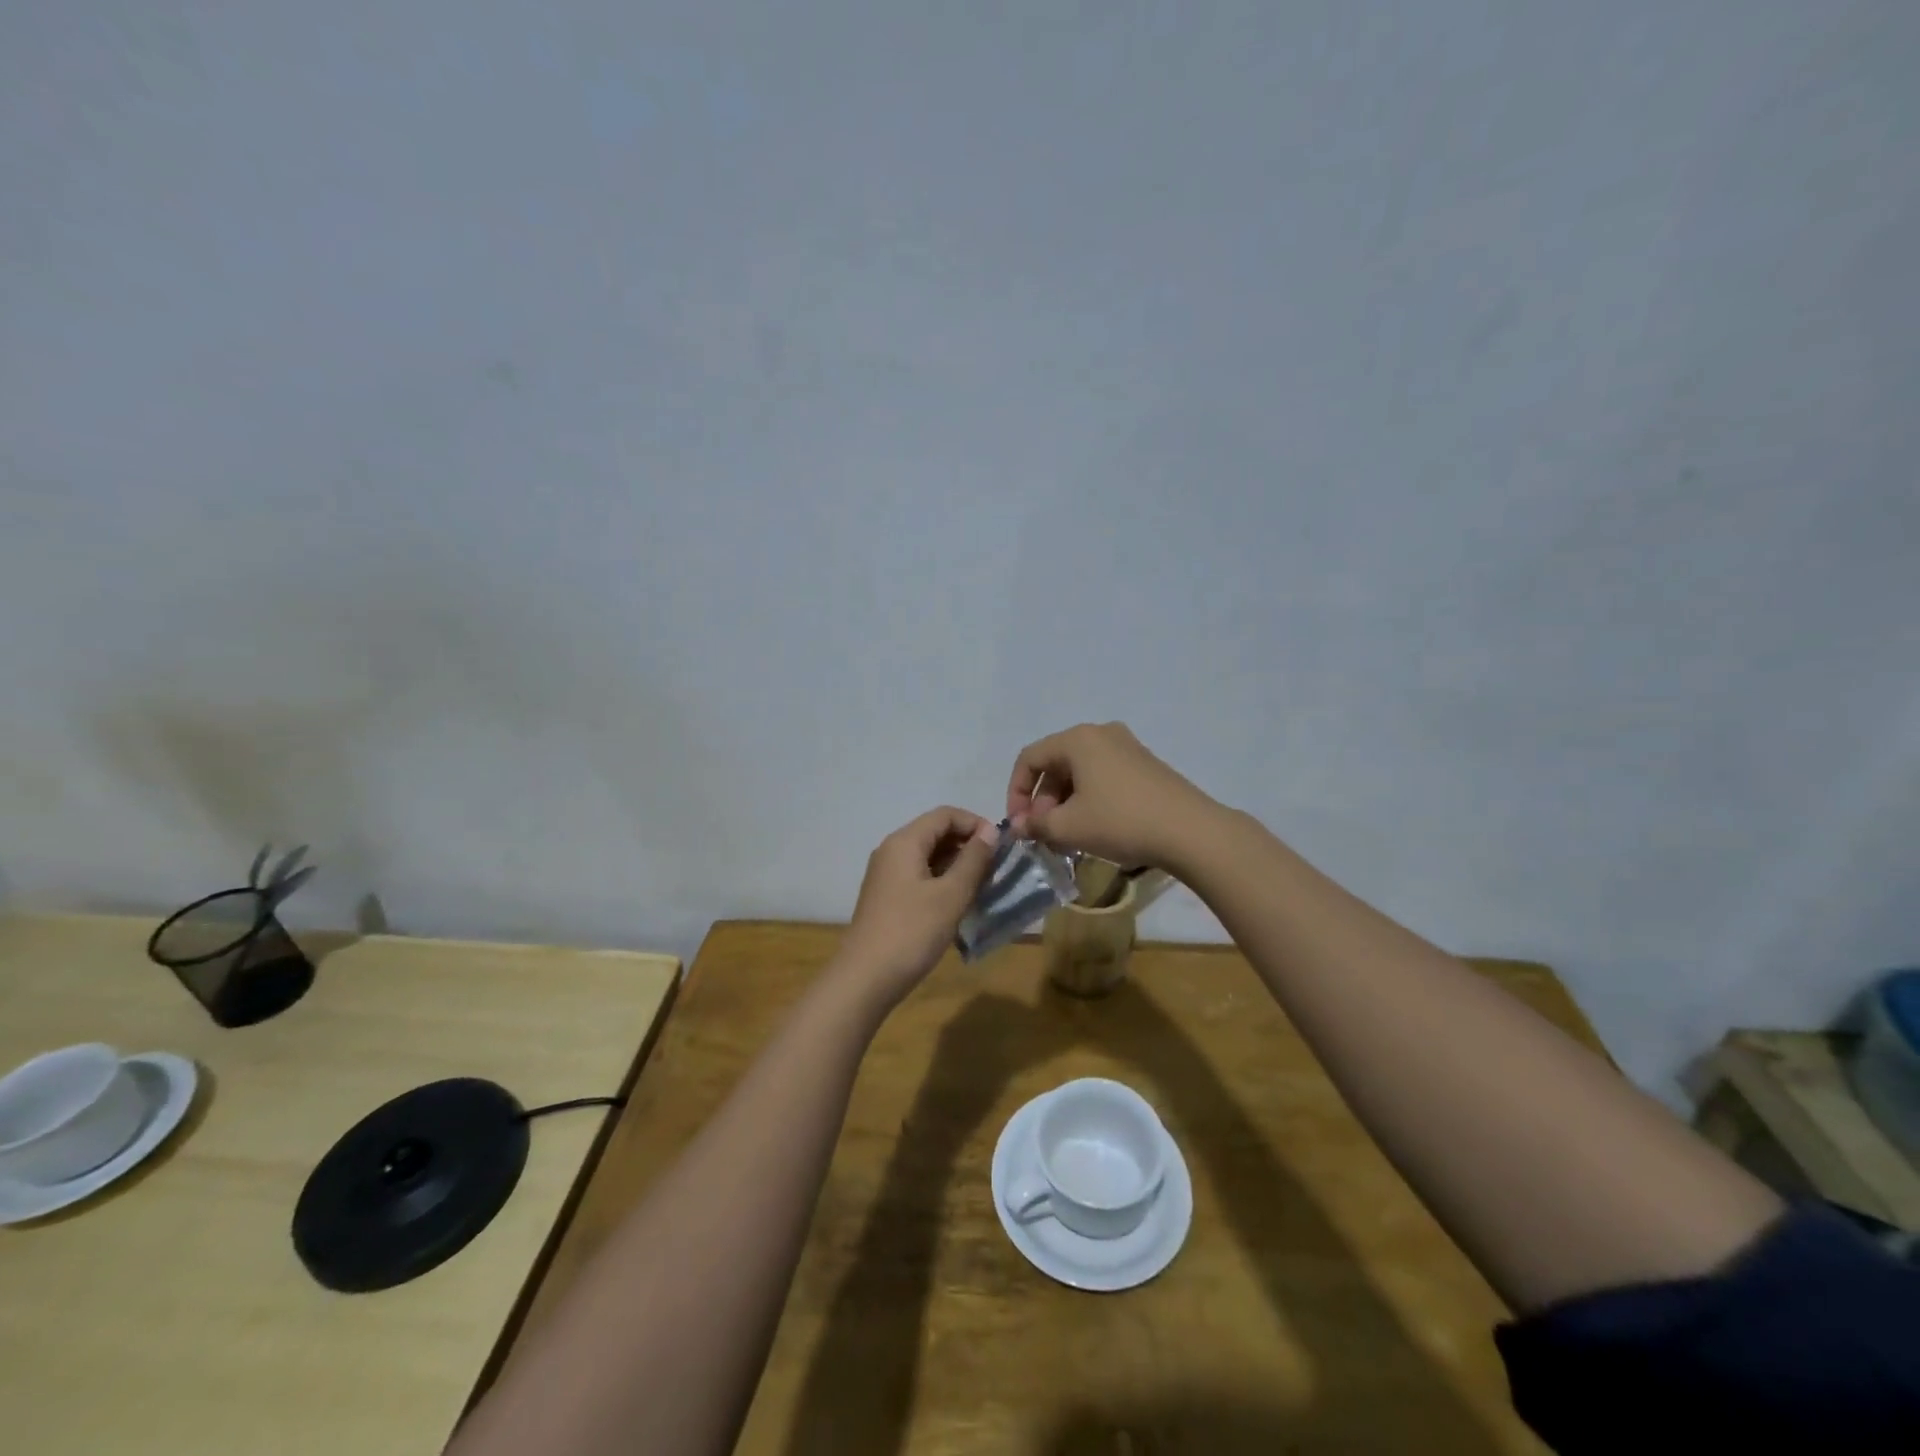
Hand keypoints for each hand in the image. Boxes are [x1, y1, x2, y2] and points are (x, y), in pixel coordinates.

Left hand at [835, 807, 999, 1006]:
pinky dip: (942, 880)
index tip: (1001, 847)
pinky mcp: (887, 897)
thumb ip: (973, 860)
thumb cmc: (912, 932)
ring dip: (957, 864)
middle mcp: (892, 851)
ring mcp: (886, 875)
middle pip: (935, 832)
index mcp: (905, 842)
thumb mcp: (951, 895)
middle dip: (968, 844)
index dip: (975, 823)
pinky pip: (919, 875)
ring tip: (983, 887)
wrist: (865, 979)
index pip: (945, 814)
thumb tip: (990, 832)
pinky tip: (959, 903)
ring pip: (928, 856)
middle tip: (995, 868)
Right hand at [1006, 722, 1221, 869]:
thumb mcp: (1069, 827)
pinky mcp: (1145, 765)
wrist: (1190, 831)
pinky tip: (1094, 828)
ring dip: (1065, 803)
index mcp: (1078, 739)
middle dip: (1043, 800)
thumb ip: (1036, 825)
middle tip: (1043, 833)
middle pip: (1056, 764)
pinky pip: (1103, 776)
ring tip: (1066, 836)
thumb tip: (1019, 827)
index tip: (1019, 825)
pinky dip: (1089, 799)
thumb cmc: (1120, 821)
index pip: (1030, 759)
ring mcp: (1127, 747)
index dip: (1016, 792)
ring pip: (1080, 772)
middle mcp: (1101, 734)